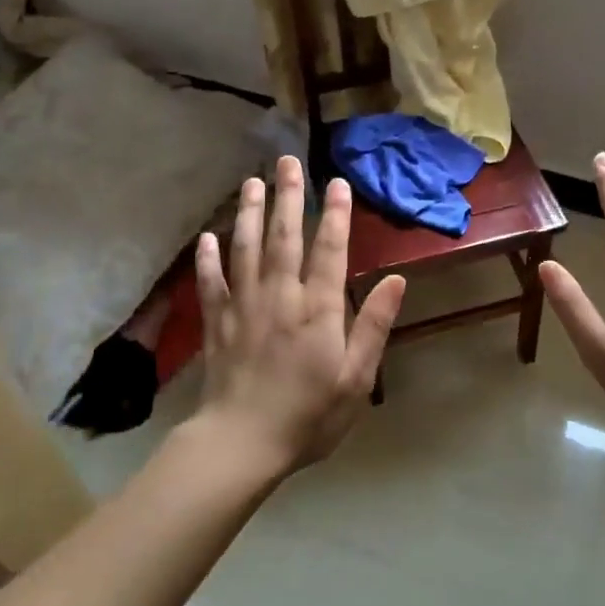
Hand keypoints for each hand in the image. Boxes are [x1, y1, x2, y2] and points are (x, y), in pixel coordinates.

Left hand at [193, 156, 405, 475]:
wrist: (242, 444)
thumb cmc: (309, 416)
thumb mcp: (356, 378)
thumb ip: (374, 326)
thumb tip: (396, 279)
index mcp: (318, 309)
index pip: (329, 250)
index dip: (335, 214)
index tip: (336, 182)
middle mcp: (280, 297)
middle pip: (284, 237)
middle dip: (288, 197)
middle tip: (286, 161)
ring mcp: (244, 306)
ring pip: (247, 249)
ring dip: (250, 214)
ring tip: (252, 182)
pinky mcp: (218, 323)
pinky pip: (211, 283)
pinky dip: (208, 259)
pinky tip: (208, 237)